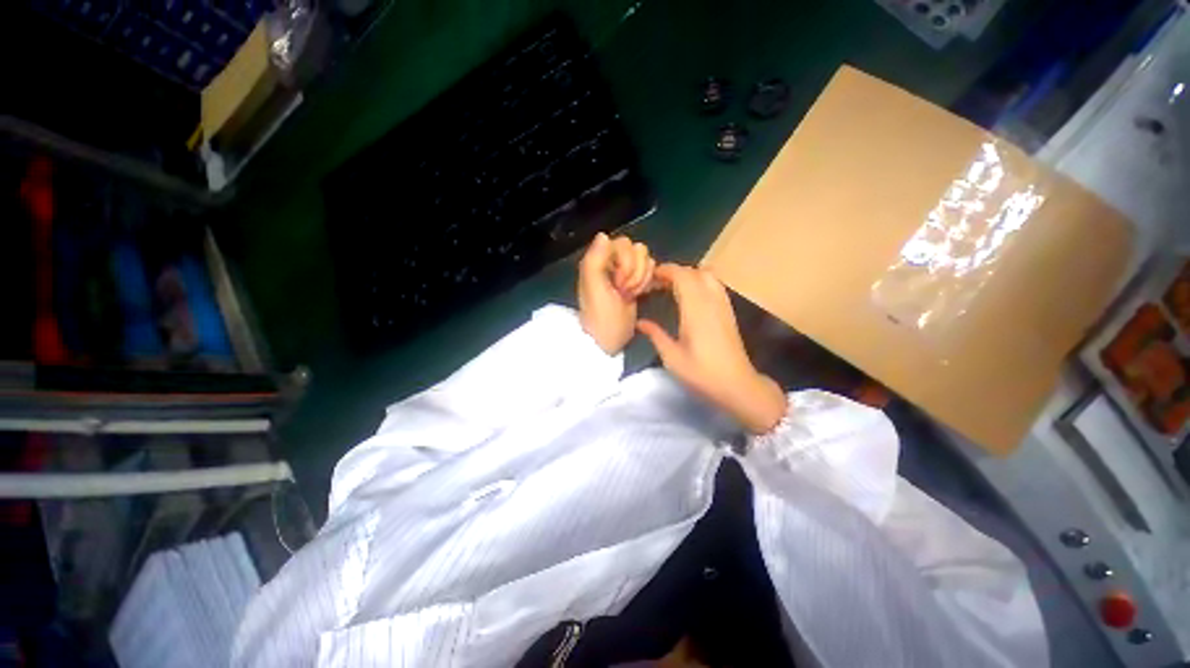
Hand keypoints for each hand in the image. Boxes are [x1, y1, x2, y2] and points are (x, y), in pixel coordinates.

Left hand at [578, 233, 655, 354]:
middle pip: (636, 249)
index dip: (625, 263)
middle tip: (623, 291)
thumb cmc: (601, 316)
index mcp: (598, 259)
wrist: (609, 340)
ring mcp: (625, 270)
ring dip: (640, 277)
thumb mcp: (594, 288)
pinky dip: (646, 281)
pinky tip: (638, 294)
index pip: (623, 244)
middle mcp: (612, 260)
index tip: (617, 283)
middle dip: (634, 272)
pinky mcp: (636, 280)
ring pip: (645, 257)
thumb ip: (595, 260)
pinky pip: (650, 268)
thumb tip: (603, 235)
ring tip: (629, 294)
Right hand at [637, 264, 786, 433]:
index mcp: (696, 310)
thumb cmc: (702, 373)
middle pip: (694, 272)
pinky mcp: (728, 311)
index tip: (649, 276)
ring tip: (671, 286)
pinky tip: (690, 296)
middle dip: (674, 271)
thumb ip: (655, 335)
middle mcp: (711, 301)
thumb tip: (640, 323)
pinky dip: (700, 281)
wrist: (737, 385)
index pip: (682, 276)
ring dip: (689, 275)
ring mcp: (723, 305)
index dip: (665, 271)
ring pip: (708, 275)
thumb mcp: (672, 357)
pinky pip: (715, 285)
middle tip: (656, 282)